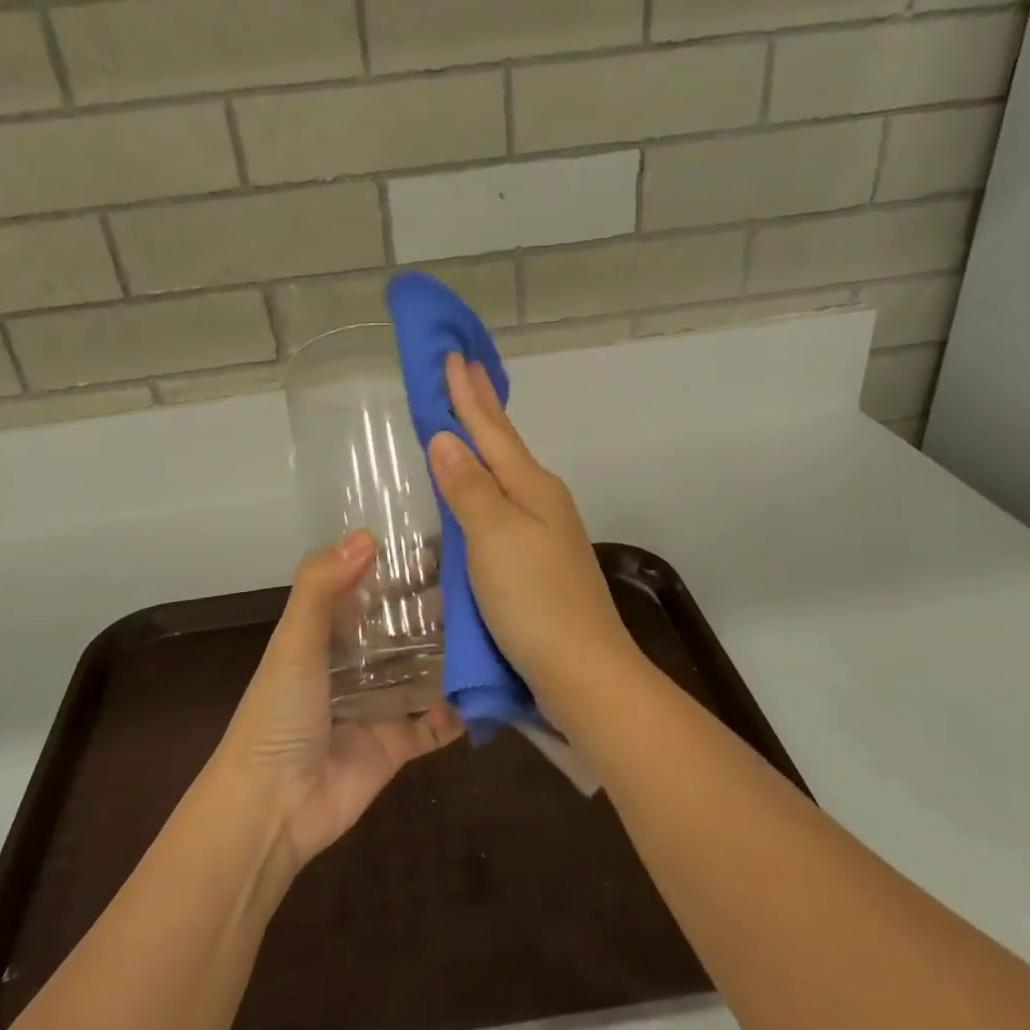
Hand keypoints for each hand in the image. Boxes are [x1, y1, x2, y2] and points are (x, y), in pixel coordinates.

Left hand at [219, 532, 461, 867]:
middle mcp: (354, 665)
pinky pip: (436, 723)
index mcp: (326, 635)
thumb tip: (367, 535)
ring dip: (452, 654)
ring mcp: (378, 704)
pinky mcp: (397, 743)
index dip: (399, 568)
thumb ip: (321, 587)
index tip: (445, 543)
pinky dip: (459, 711)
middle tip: (487, 584)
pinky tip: (492, 688)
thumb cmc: (279, 715)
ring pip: (423, 671)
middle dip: (436, 610)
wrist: (271, 808)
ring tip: (499, 626)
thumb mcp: (293, 642)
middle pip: (401, 629)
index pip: (368, 590)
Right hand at [426, 355, 644, 727]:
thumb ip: (468, 487)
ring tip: (463, 422)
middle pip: (503, 446)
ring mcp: (544, 533)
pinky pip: (503, 509)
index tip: (451, 356)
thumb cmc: (535, 601)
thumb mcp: (494, 537)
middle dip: (480, 409)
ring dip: (482, 446)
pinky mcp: (538, 563)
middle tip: (461, 372)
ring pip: (504, 477)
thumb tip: (446, 438)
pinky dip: (484, 488)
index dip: (468, 395)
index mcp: (532, 487)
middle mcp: (542, 501)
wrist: (583, 672)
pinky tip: (476, 494)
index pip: (492, 429)